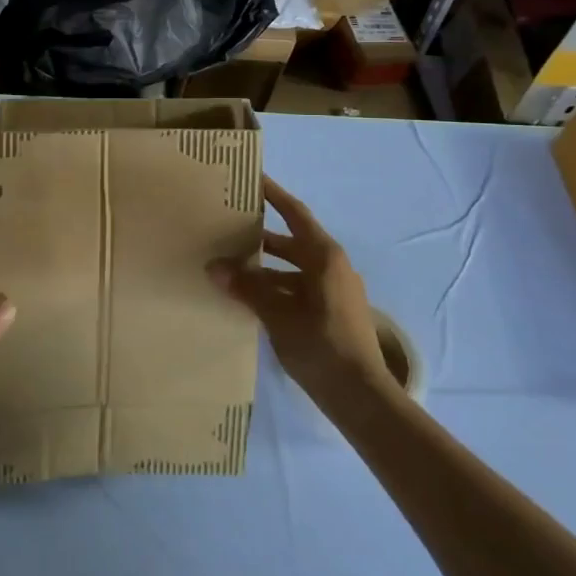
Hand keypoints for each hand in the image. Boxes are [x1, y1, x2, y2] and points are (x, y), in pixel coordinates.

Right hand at [208, 175, 386, 410]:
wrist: (361, 396)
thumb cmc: (321, 345)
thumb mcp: (278, 314)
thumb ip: (247, 288)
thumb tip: (214, 267)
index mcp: (324, 256)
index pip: (295, 213)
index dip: (274, 194)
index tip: (252, 179)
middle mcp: (332, 266)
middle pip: (292, 240)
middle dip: (260, 234)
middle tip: (228, 225)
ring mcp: (334, 291)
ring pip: (293, 268)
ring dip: (264, 266)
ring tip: (230, 265)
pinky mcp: (331, 312)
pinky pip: (297, 287)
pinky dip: (275, 287)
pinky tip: (249, 298)